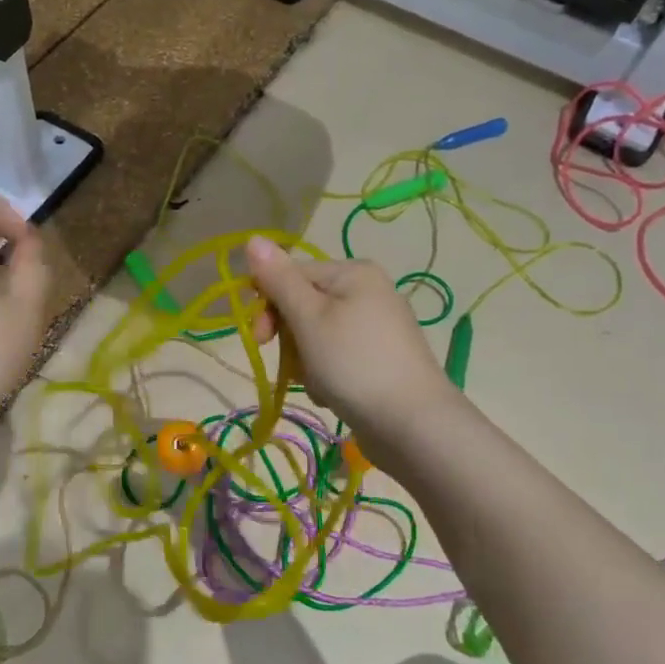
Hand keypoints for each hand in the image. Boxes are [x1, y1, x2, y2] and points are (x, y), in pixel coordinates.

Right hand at [244, 236, 456, 462]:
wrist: (412, 425)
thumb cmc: (354, 363)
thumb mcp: (308, 318)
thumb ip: (278, 279)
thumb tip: (252, 238)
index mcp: (353, 272)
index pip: (291, 275)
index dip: (268, 306)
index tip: (260, 339)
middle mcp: (367, 290)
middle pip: (303, 305)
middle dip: (290, 339)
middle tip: (292, 367)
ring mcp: (375, 326)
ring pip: (315, 336)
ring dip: (306, 362)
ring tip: (319, 385)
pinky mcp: (378, 358)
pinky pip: (335, 357)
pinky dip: (326, 375)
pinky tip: (333, 394)